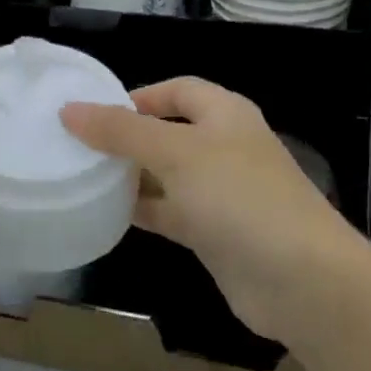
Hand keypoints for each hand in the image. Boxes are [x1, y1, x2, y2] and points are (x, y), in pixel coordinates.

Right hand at [61, 77, 362, 348]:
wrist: (300, 280)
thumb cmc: (239, 198)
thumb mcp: (176, 153)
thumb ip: (121, 131)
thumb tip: (69, 110)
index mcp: (225, 114)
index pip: (177, 90)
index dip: (138, 96)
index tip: (93, 112)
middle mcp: (224, 148)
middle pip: (167, 132)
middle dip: (126, 138)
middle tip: (76, 147)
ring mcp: (220, 193)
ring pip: (165, 175)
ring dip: (130, 176)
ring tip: (80, 177)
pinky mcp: (213, 233)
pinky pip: (169, 212)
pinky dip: (142, 210)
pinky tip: (105, 214)